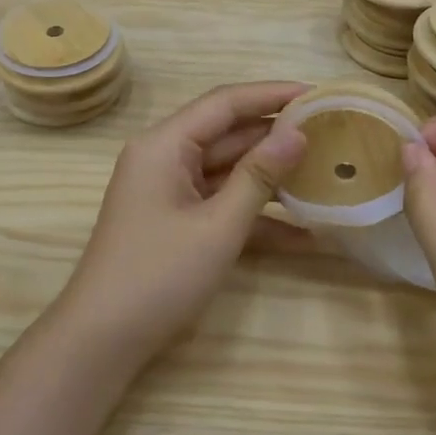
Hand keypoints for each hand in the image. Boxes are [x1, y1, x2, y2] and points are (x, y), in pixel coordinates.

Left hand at [56, 82, 309, 355]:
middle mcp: (165, 158)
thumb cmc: (159, 275)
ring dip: (271, 177)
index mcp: (164, 145)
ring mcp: (170, 191)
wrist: (103, 340)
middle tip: (332, 134)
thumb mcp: (218, 226)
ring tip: (326, 174)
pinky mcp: (177, 221)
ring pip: (229, 170)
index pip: (225, 103)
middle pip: (228, 134)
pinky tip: (304, 234)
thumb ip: (259, 176)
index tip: (320, 94)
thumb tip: (298, 133)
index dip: (272, 94)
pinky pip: (221, 204)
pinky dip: (255, 216)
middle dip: (277, 136)